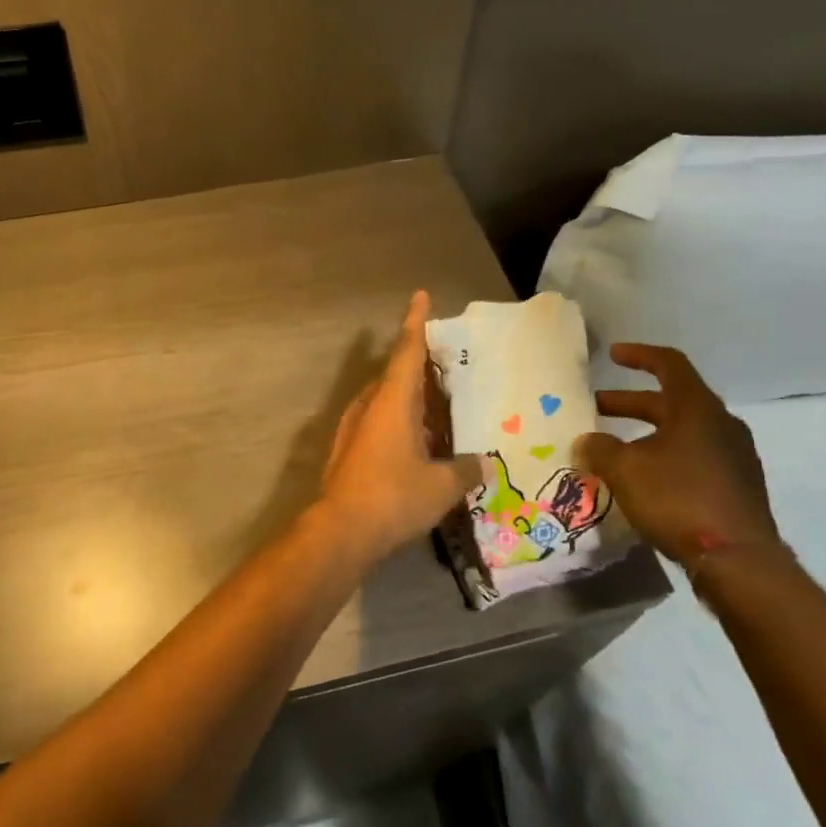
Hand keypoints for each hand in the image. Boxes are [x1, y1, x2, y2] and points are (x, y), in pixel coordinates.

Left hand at [317, 291, 489, 565]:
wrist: (341, 531)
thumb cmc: (393, 497)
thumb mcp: (440, 486)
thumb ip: (464, 470)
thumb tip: (484, 463)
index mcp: (392, 401)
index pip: (406, 351)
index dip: (415, 322)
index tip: (419, 296)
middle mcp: (369, 406)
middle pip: (395, 374)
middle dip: (419, 367)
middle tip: (447, 367)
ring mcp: (354, 428)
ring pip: (386, 402)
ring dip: (410, 401)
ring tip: (440, 411)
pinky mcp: (348, 451)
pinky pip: (379, 424)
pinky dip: (400, 425)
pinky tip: (419, 446)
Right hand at [573, 344, 780, 570]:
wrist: (738, 560)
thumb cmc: (678, 499)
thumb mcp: (625, 470)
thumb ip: (600, 449)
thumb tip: (585, 441)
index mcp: (697, 409)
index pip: (669, 365)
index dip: (639, 355)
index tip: (612, 355)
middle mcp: (720, 425)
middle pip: (671, 401)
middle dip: (630, 402)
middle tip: (596, 408)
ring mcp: (733, 457)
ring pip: (682, 431)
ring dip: (645, 432)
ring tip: (614, 448)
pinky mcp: (736, 487)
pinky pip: (694, 457)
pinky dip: (664, 456)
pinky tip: (643, 479)